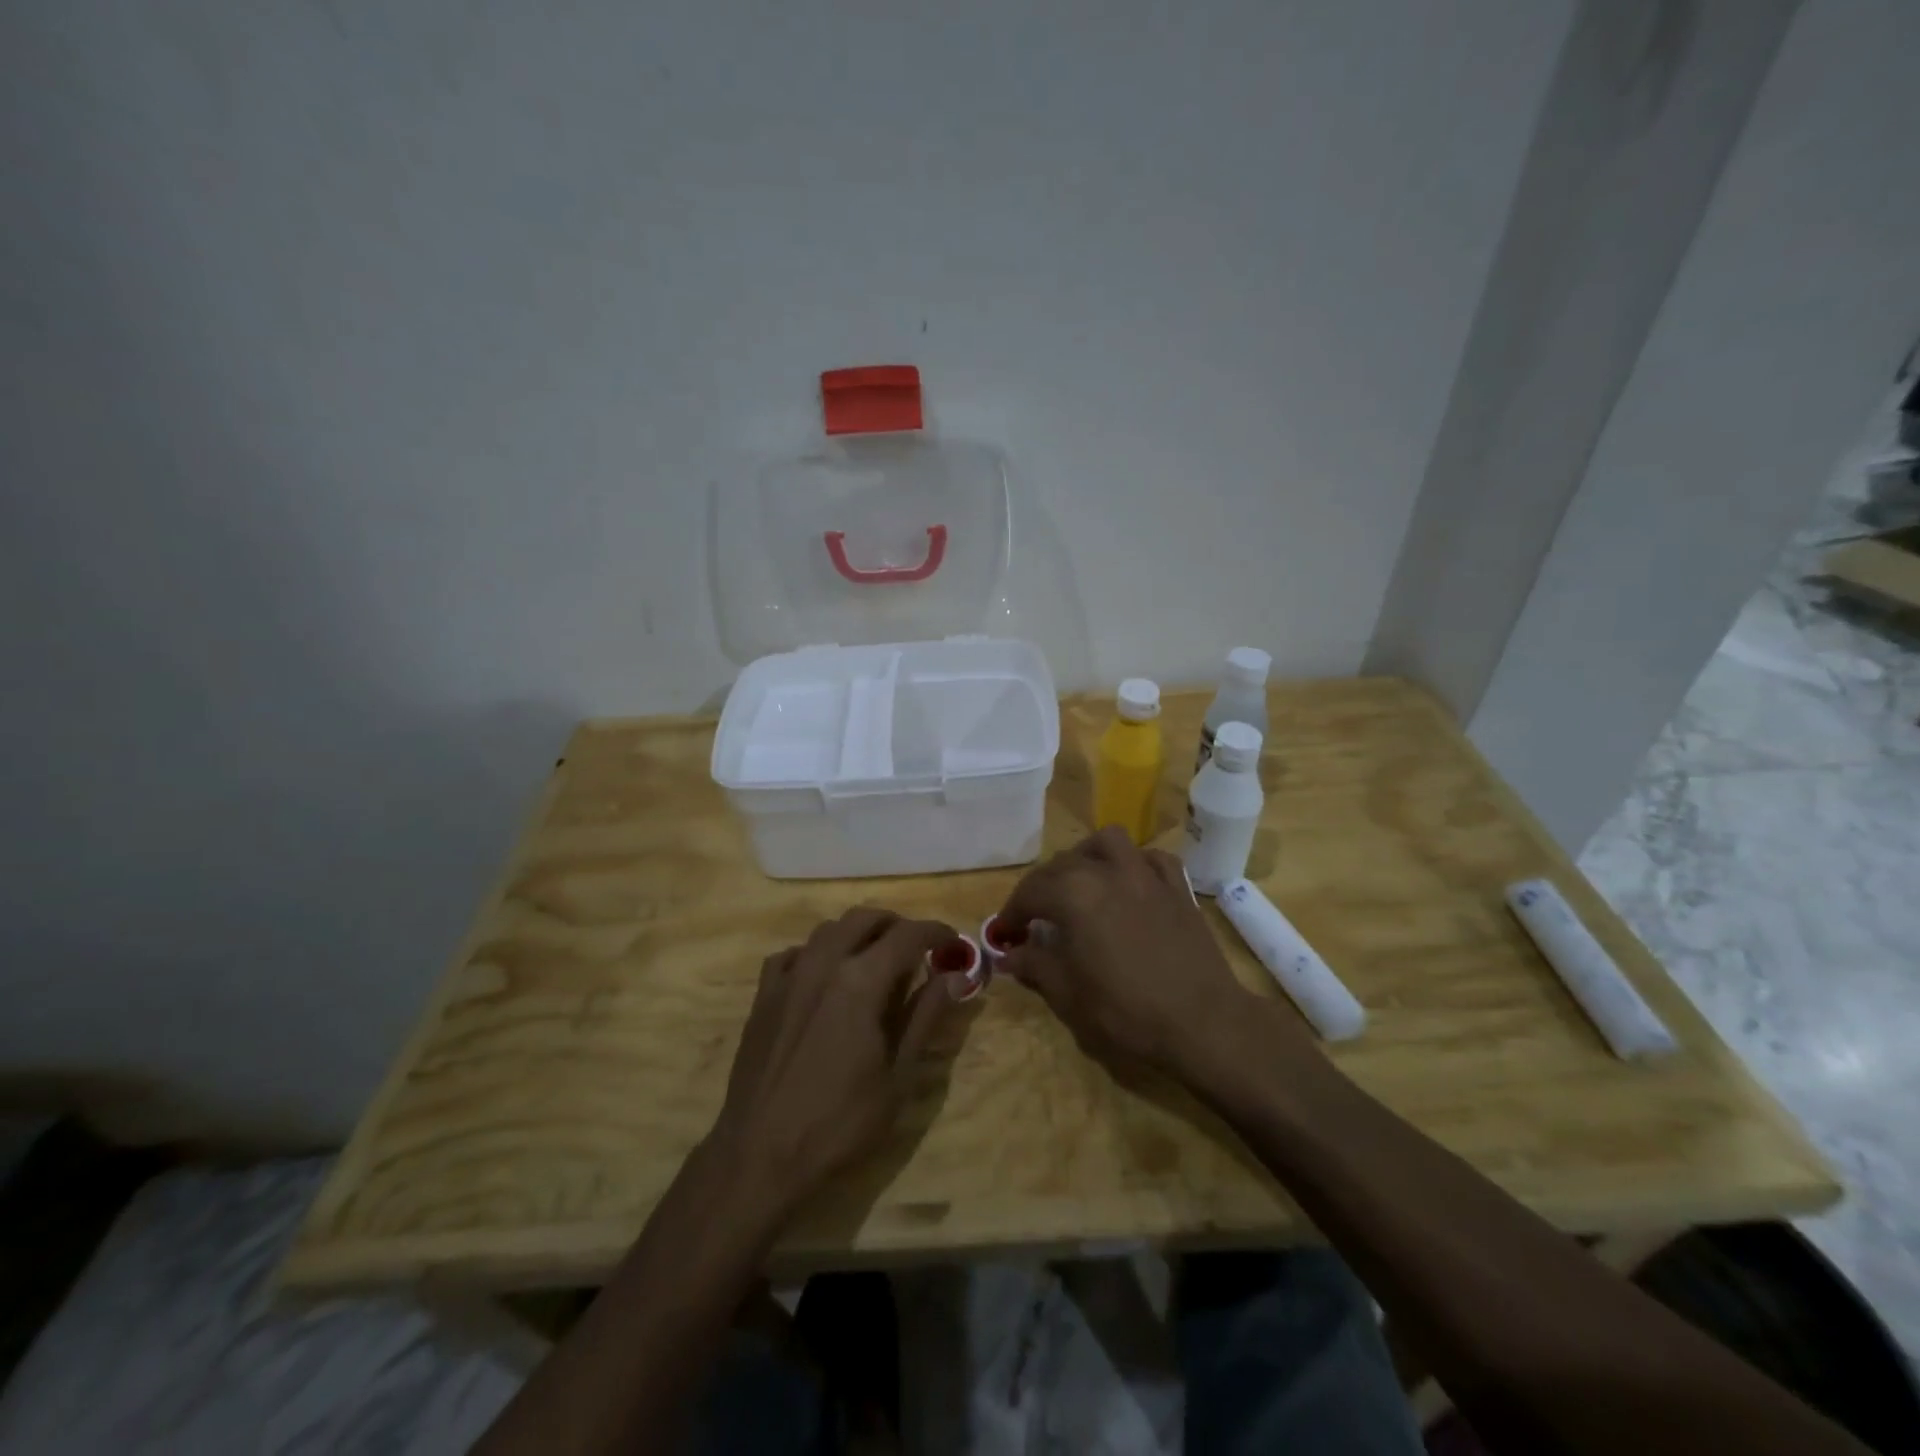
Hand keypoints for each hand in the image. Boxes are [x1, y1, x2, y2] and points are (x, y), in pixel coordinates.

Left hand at [707, 909, 964, 1212]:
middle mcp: (823, 963)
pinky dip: (817, 954)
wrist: (760, 1156)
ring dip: (857, 934)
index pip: (908, 935)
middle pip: (865, 919)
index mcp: (861, 980)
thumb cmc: (840, 1123)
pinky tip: (824, 979)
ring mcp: (788, 976)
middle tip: (916, 950)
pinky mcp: (763, 996)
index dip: (936, 932)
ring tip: (874, 961)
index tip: (952, 942)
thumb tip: (956, 975)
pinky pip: (793, 954)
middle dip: (896, 926)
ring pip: (828, 930)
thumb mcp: (898, 1075)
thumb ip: (925, 1016)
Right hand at [999, 827, 1312, 1083]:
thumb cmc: (1126, 1010)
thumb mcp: (1068, 994)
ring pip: (1108, 843)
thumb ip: (1034, 965)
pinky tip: (1129, 884)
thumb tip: (1007, 955)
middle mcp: (1107, 872)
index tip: (1004, 934)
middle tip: (1036, 917)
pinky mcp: (1177, 887)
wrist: (1202, 1021)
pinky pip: (1151, 858)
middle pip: (1062, 864)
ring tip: (1080, 882)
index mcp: (1074, 895)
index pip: (1030, 892)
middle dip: (1042, 887)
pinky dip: (1134, 863)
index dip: (1011, 913)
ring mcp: (1146, 874)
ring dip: (1086, 856)